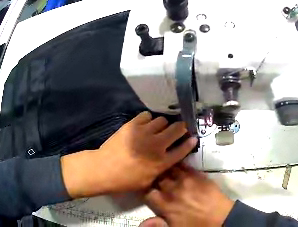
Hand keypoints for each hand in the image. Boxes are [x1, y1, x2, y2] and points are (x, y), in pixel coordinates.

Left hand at [61, 112, 197, 197]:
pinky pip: (147, 116)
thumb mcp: (148, 181)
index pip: (183, 149)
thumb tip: (167, 160)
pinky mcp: (133, 125)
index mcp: (162, 162)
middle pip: (177, 129)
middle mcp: (157, 145)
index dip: (190, 142)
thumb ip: (160, 169)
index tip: (193, 137)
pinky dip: (148, 119)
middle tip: (178, 129)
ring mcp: (145, 133)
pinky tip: (144, 125)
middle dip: (181, 128)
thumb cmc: (126, 180)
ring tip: (157, 129)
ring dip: (162, 125)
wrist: (104, 169)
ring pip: (162, 120)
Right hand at [145, 164, 234, 226]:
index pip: (147, 192)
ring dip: (165, 169)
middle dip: (155, 178)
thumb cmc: (197, 226)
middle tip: (156, 179)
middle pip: (157, 178)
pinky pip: (184, 165)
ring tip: (164, 168)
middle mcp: (172, 190)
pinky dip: (178, 164)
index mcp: (165, 205)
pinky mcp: (197, 175)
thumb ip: (157, 225)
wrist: (222, 219)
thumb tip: (142, 223)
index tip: (147, 189)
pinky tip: (176, 162)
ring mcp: (185, 181)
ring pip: (169, 169)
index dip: (145, 190)